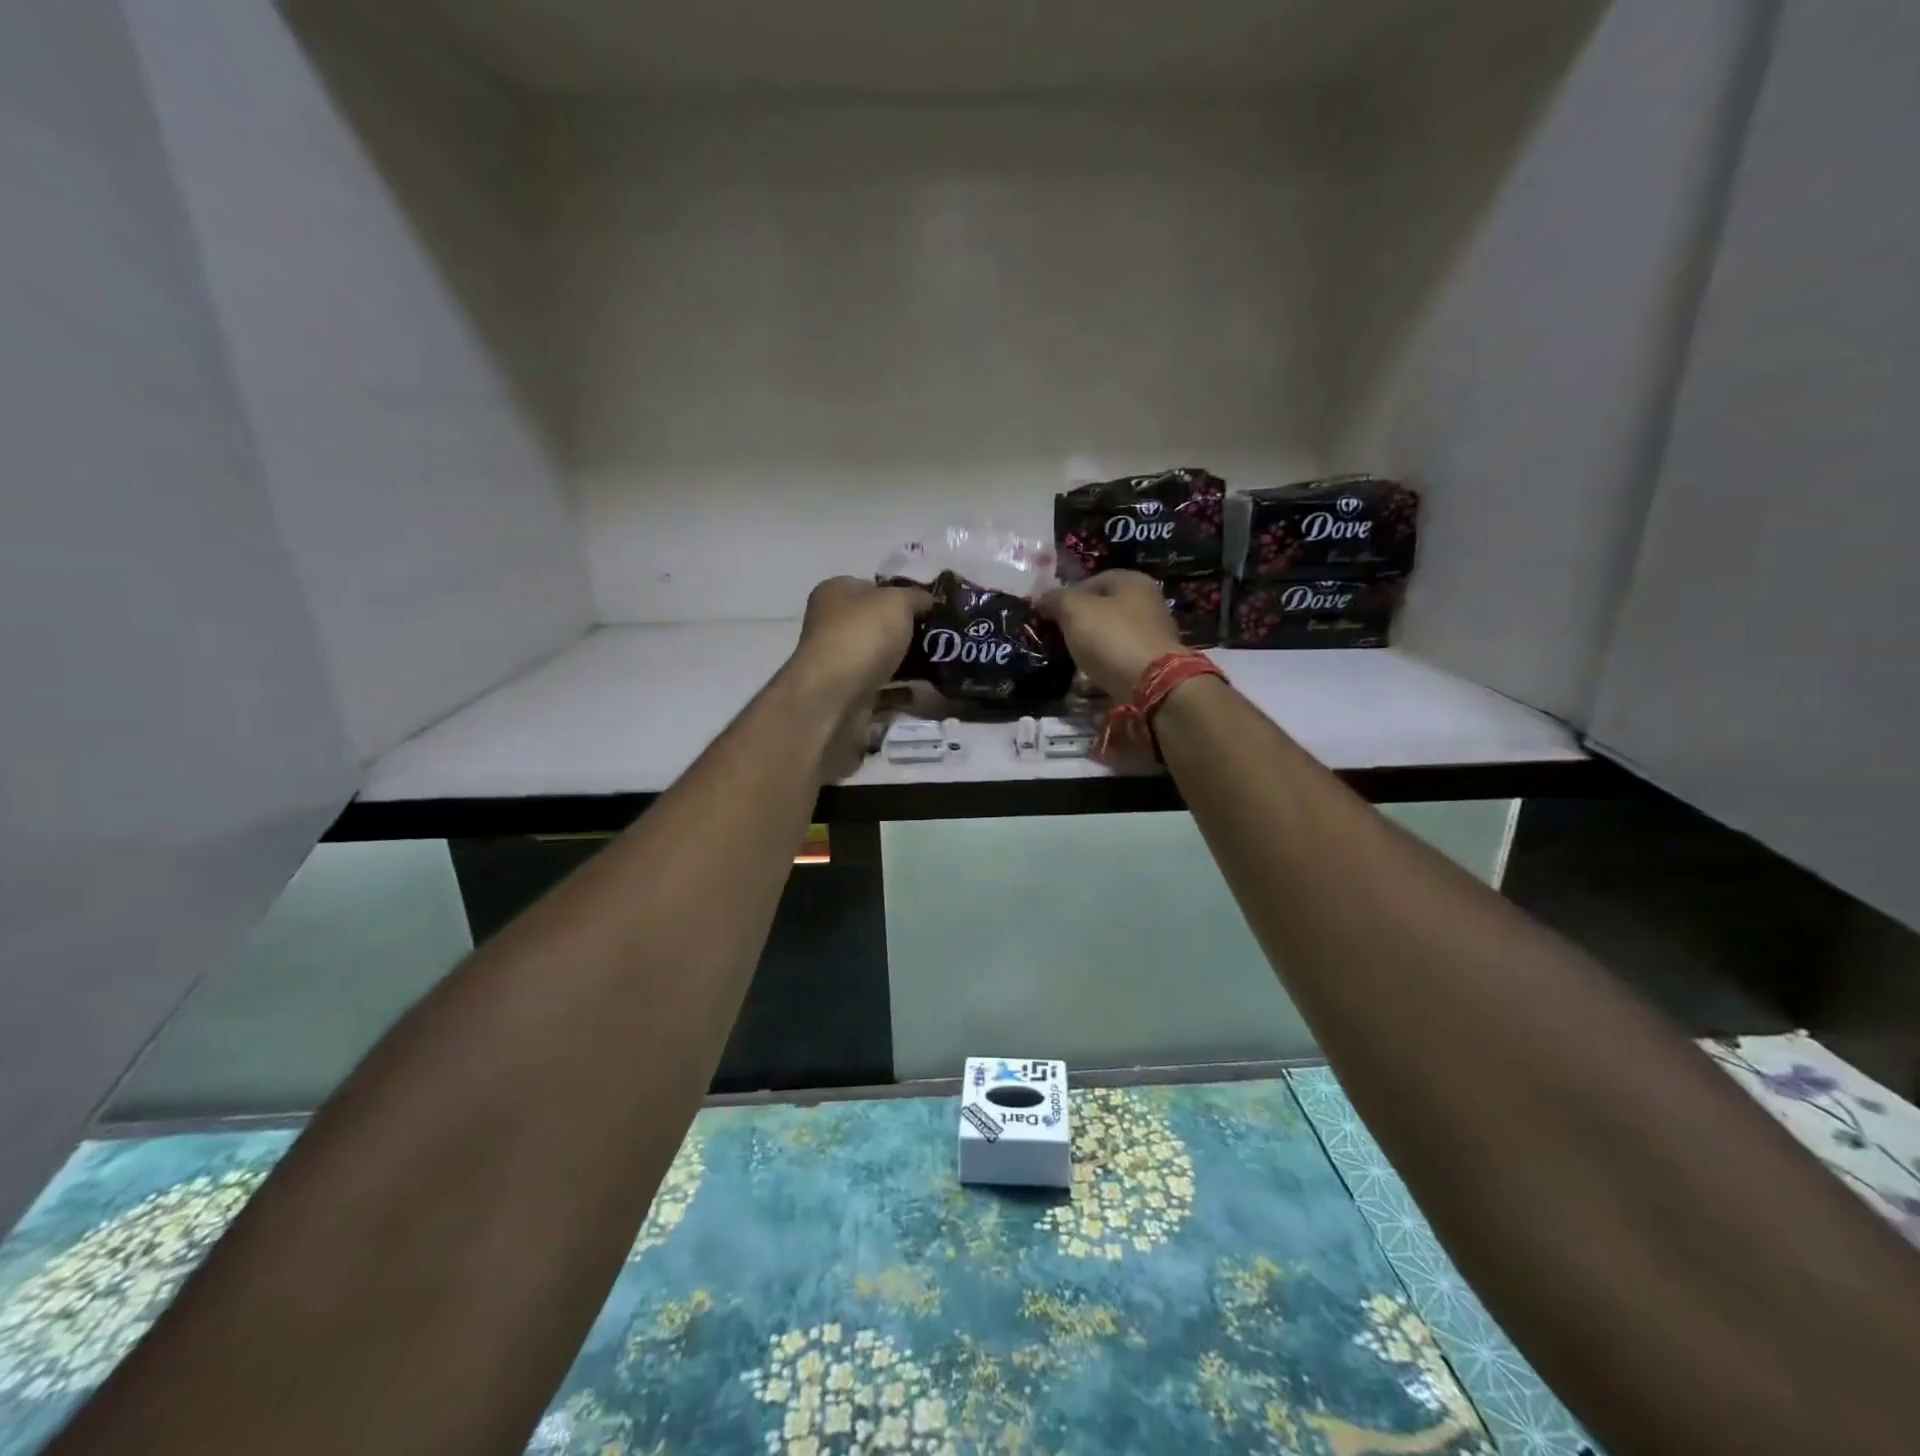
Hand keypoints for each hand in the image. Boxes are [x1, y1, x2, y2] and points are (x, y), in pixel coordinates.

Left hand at [791, 576, 929, 701]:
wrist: (835, 696)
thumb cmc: (863, 635)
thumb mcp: (897, 601)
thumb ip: (916, 597)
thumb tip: (927, 600)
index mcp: (835, 593)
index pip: (871, 587)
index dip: (901, 594)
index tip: (930, 607)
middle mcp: (832, 625)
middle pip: (877, 624)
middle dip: (907, 632)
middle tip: (939, 638)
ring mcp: (839, 662)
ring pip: (880, 658)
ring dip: (907, 663)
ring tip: (939, 665)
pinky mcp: (848, 693)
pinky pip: (882, 688)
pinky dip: (901, 691)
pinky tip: (923, 692)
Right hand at [1040, 571, 1185, 698]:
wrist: (1152, 684)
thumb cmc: (1111, 638)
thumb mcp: (1074, 611)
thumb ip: (1056, 599)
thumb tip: (1042, 599)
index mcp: (1131, 581)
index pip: (1090, 581)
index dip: (1065, 596)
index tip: (1048, 616)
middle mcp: (1147, 601)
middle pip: (1101, 608)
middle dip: (1077, 623)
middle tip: (1057, 639)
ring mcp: (1152, 632)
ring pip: (1110, 634)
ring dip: (1090, 645)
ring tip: (1070, 660)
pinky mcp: (1152, 661)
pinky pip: (1120, 657)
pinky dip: (1104, 664)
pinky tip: (1089, 677)